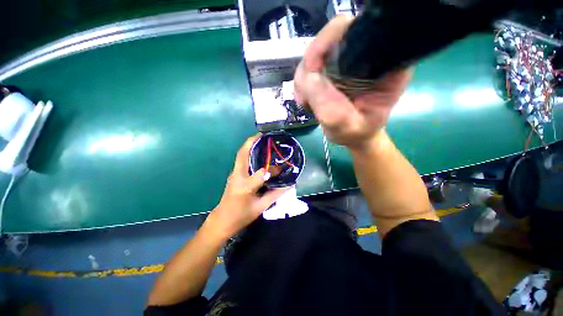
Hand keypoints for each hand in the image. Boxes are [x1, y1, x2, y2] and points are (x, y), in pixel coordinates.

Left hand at [205, 135, 287, 239]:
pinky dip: (248, 152)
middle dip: (252, 141)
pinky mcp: (233, 174)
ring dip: (250, 145)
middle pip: (243, 154)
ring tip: (261, 140)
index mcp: (245, 186)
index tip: (281, 168)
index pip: (262, 173)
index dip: (273, 170)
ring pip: (241, 155)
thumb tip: (289, 185)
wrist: (222, 221)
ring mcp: (233, 174)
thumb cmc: (241, 215)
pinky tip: (256, 152)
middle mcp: (237, 176)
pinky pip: (240, 159)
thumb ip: (275, 195)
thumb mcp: (260, 207)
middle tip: (264, 135)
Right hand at [294, 15, 411, 148]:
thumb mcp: (347, 126)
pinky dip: (302, 86)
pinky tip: (308, 101)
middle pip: (328, 41)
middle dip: (311, 69)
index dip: (329, 42)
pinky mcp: (330, 68)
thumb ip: (331, 108)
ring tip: (309, 104)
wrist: (354, 134)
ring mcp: (344, 60)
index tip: (313, 69)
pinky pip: (307, 69)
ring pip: (313, 55)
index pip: (355, 32)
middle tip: (307, 98)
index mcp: (382, 63)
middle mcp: (364, 54)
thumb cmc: (357, 132)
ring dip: (304, 81)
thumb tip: (309, 77)